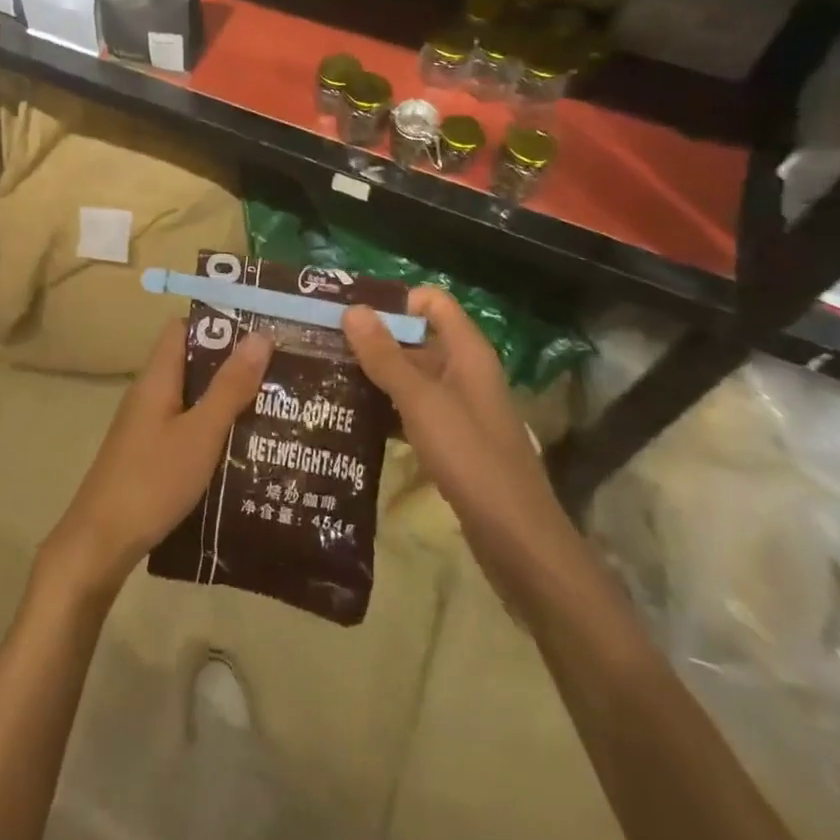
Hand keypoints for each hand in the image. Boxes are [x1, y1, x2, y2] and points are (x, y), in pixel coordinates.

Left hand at [41, 321, 273, 600]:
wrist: (101, 543)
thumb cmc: (152, 481)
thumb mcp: (200, 433)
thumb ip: (229, 387)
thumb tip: (259, 335)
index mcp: (157, 378)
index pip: (184, 329)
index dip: (219, 323)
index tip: (262, 327)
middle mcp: (150, 394)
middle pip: (192, 364)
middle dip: (233, 364)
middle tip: (282, 370)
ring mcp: (148, 426)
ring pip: (193, 399)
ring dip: (227, 399)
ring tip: (276, 405)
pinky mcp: (151, 455)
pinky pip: (188, 428)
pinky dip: (215, 429)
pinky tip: (246, 447)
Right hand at [343, 289, 575, 585]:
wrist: (517, 539)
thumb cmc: (471, 457)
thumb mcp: (422, 401)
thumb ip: (386, 356)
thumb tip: (352, 309)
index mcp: (466, 352)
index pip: (432, 302)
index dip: (394, 300)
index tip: (349, 312)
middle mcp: (464, 372)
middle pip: (417, 338)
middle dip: (373, 338)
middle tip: (323, 344)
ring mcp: (458, 407)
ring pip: (411, 376)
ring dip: (375, 374)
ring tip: (327, 376)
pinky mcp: (451, 440)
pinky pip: (412, 409)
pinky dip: (385, 407)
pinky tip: (351, 416)